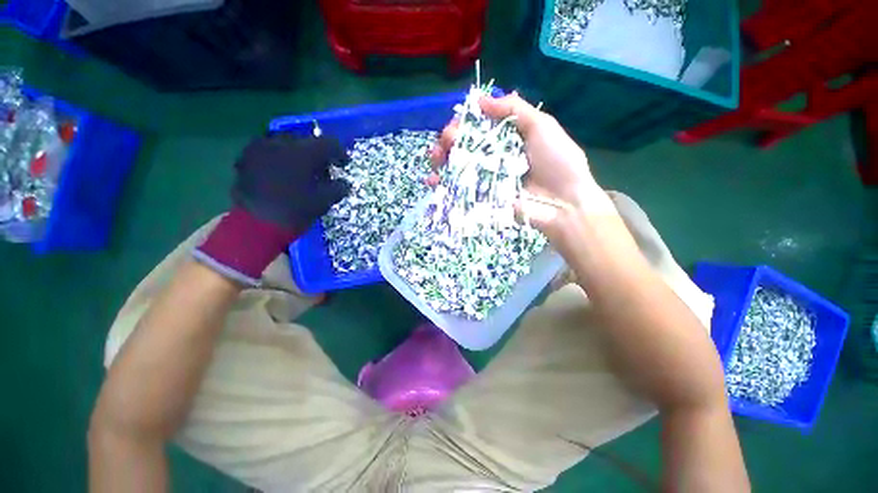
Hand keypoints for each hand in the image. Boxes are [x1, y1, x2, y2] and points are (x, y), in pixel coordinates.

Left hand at [196, 135, 349, 285]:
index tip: (343, 165)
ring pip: (287, 144)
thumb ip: (339, 188)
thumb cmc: (295, 210)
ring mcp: (260, 147)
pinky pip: (269, 151)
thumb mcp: (324, 201)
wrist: (255, 224)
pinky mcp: (246, 157)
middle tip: (323, 170)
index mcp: (304, 152)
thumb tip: (344, 183)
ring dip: (298, 156)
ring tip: (302, 172)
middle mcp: (281, 142)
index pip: (329, 144)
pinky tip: (282, 174)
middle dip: (318, 155)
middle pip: (307, 142)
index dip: (340, 154)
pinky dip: (280, 159)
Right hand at [430, 93, 615, 240]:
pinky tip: (432, 181)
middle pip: (463, 145)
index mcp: (506, 138)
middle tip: (447, 142)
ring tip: (435, 159)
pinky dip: (442, 185)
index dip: (463, 122)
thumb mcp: (542, 127)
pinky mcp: (481, 198)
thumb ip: (514, 109)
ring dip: (441, 159)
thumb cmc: (557, 163)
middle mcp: (492, 157)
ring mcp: (485, 178)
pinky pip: (458, 190)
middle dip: (448, 140)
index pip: (477, 126)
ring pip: (456, 166)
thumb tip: (479, 99)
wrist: (563, 204)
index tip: (457, 124)